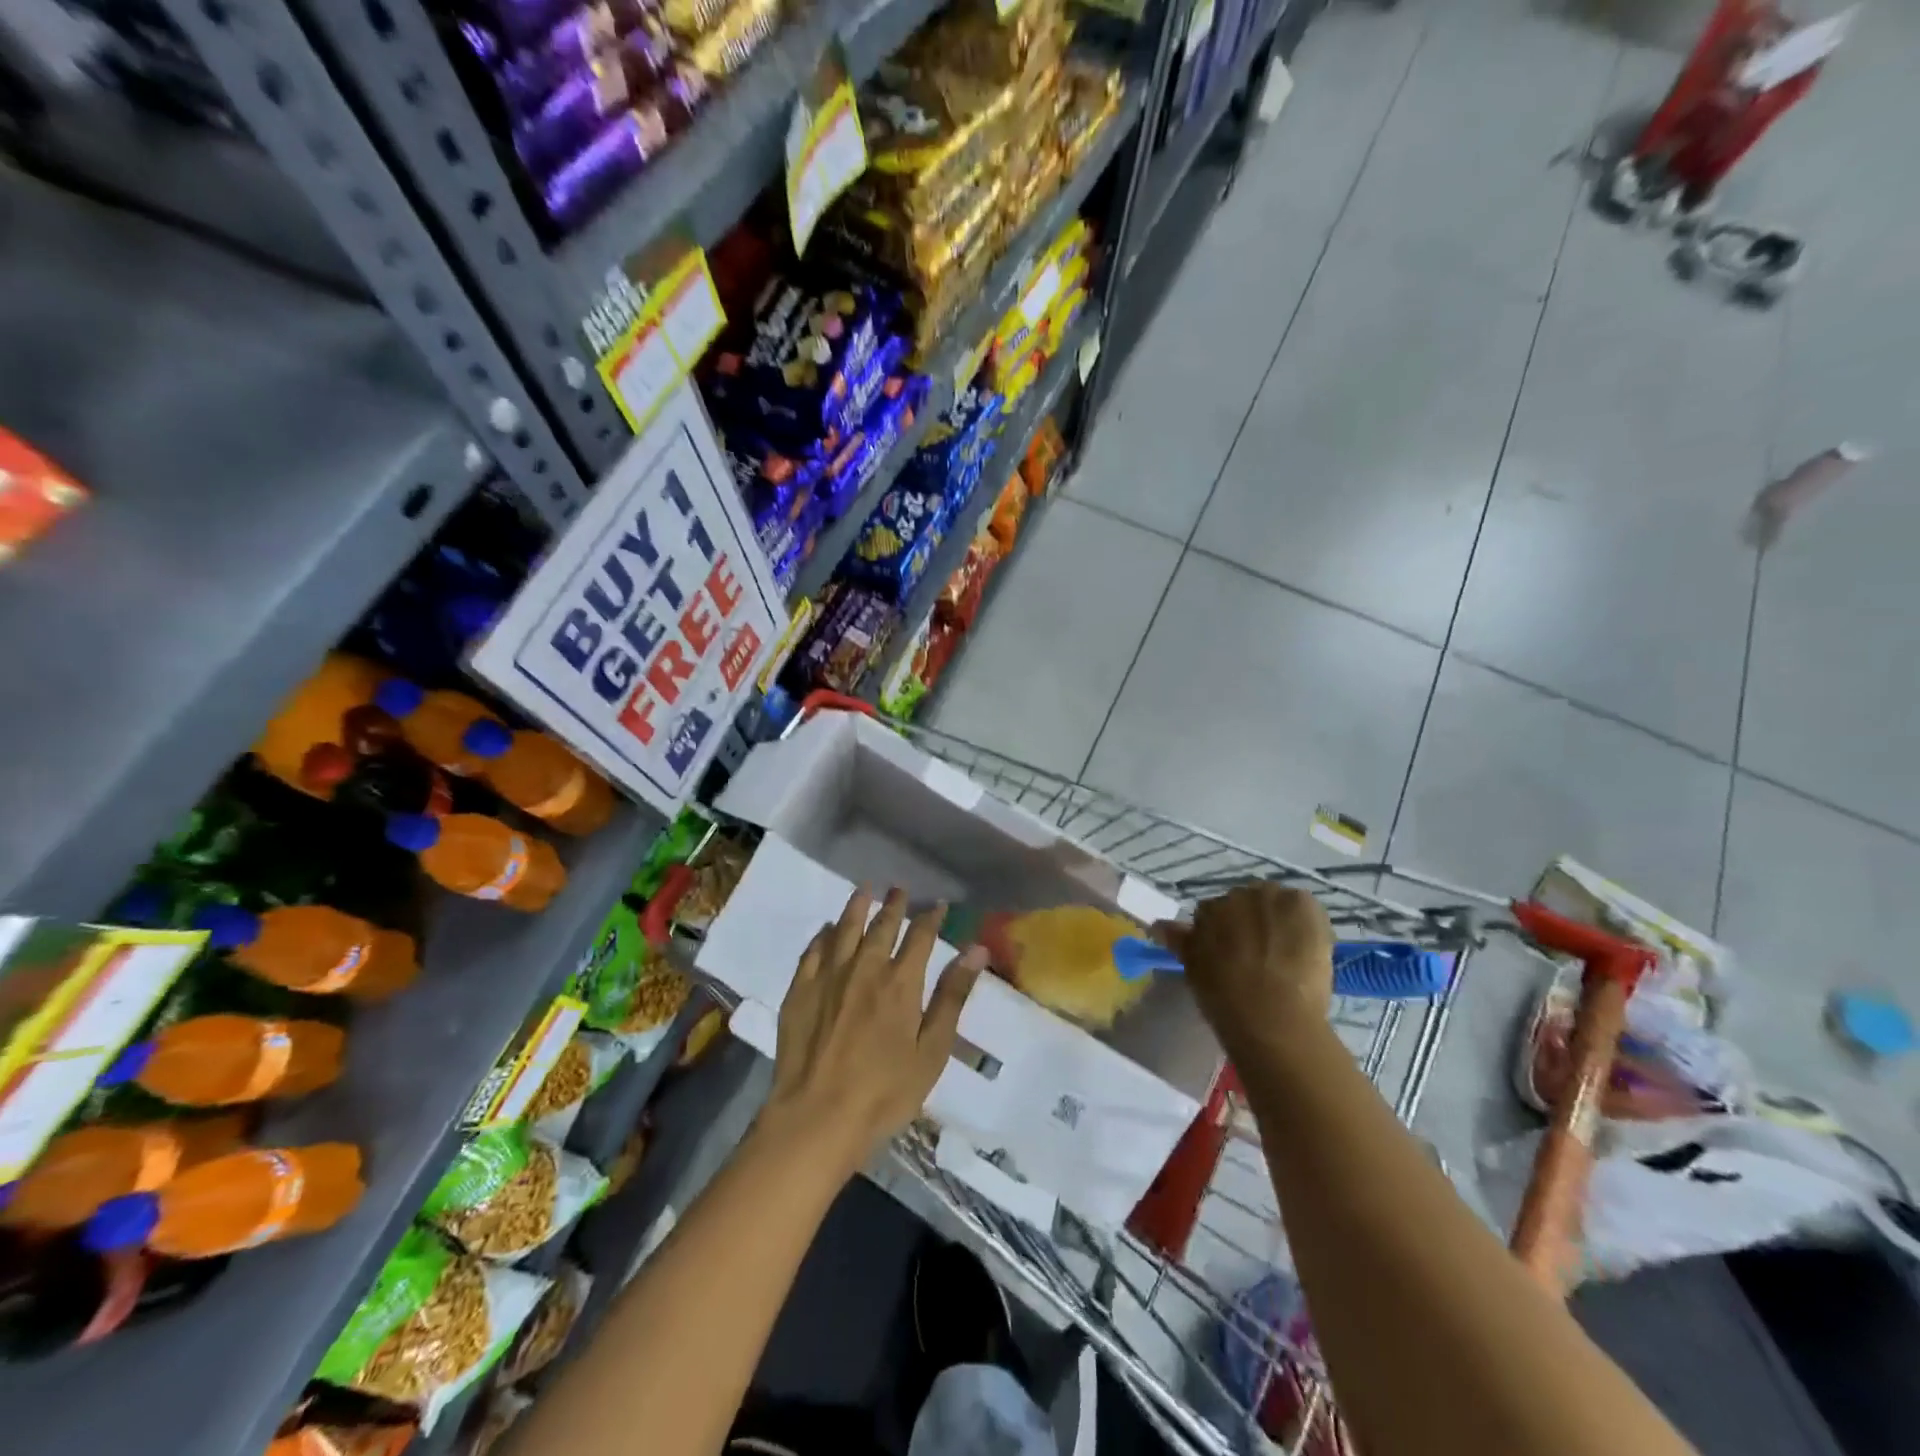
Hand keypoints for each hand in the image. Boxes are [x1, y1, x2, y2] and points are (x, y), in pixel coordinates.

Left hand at [763, 887, 986, 1175]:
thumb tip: (976, 950)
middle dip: (893, 905)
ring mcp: (828, 977)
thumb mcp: (931, 1051)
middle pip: (881, 926)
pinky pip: (812, 951)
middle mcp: (864, 968)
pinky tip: (826, 930)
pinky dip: (822, 935)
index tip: (937, 904)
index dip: (930, 917)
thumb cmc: (884, 1092)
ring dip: (857, 907)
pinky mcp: (799, 991)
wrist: (817, 1117)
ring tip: (864, 890)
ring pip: (844, 929)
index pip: (920, 936)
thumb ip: (952, 997)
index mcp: (900, 982)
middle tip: (898, 889)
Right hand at [1158, 884, 1333, 1052]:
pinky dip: (1306, 923)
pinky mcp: (1302, 904)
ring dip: (1278, 920)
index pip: (1212, 913)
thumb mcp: (1195, 969)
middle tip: (1259, 956)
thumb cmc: (1225, 999)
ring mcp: (1270, 898)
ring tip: (1287, 953)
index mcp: (1207, 911)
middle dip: (1250, 922)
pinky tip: (1307, 948)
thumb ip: (1179, 941)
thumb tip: (1158, 925)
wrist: (1272, 1017)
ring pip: (1274, 903)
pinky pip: (1304, 907)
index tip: (1232, 956)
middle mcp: (1236, 895)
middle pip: (1244, 903)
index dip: (1224, 934)